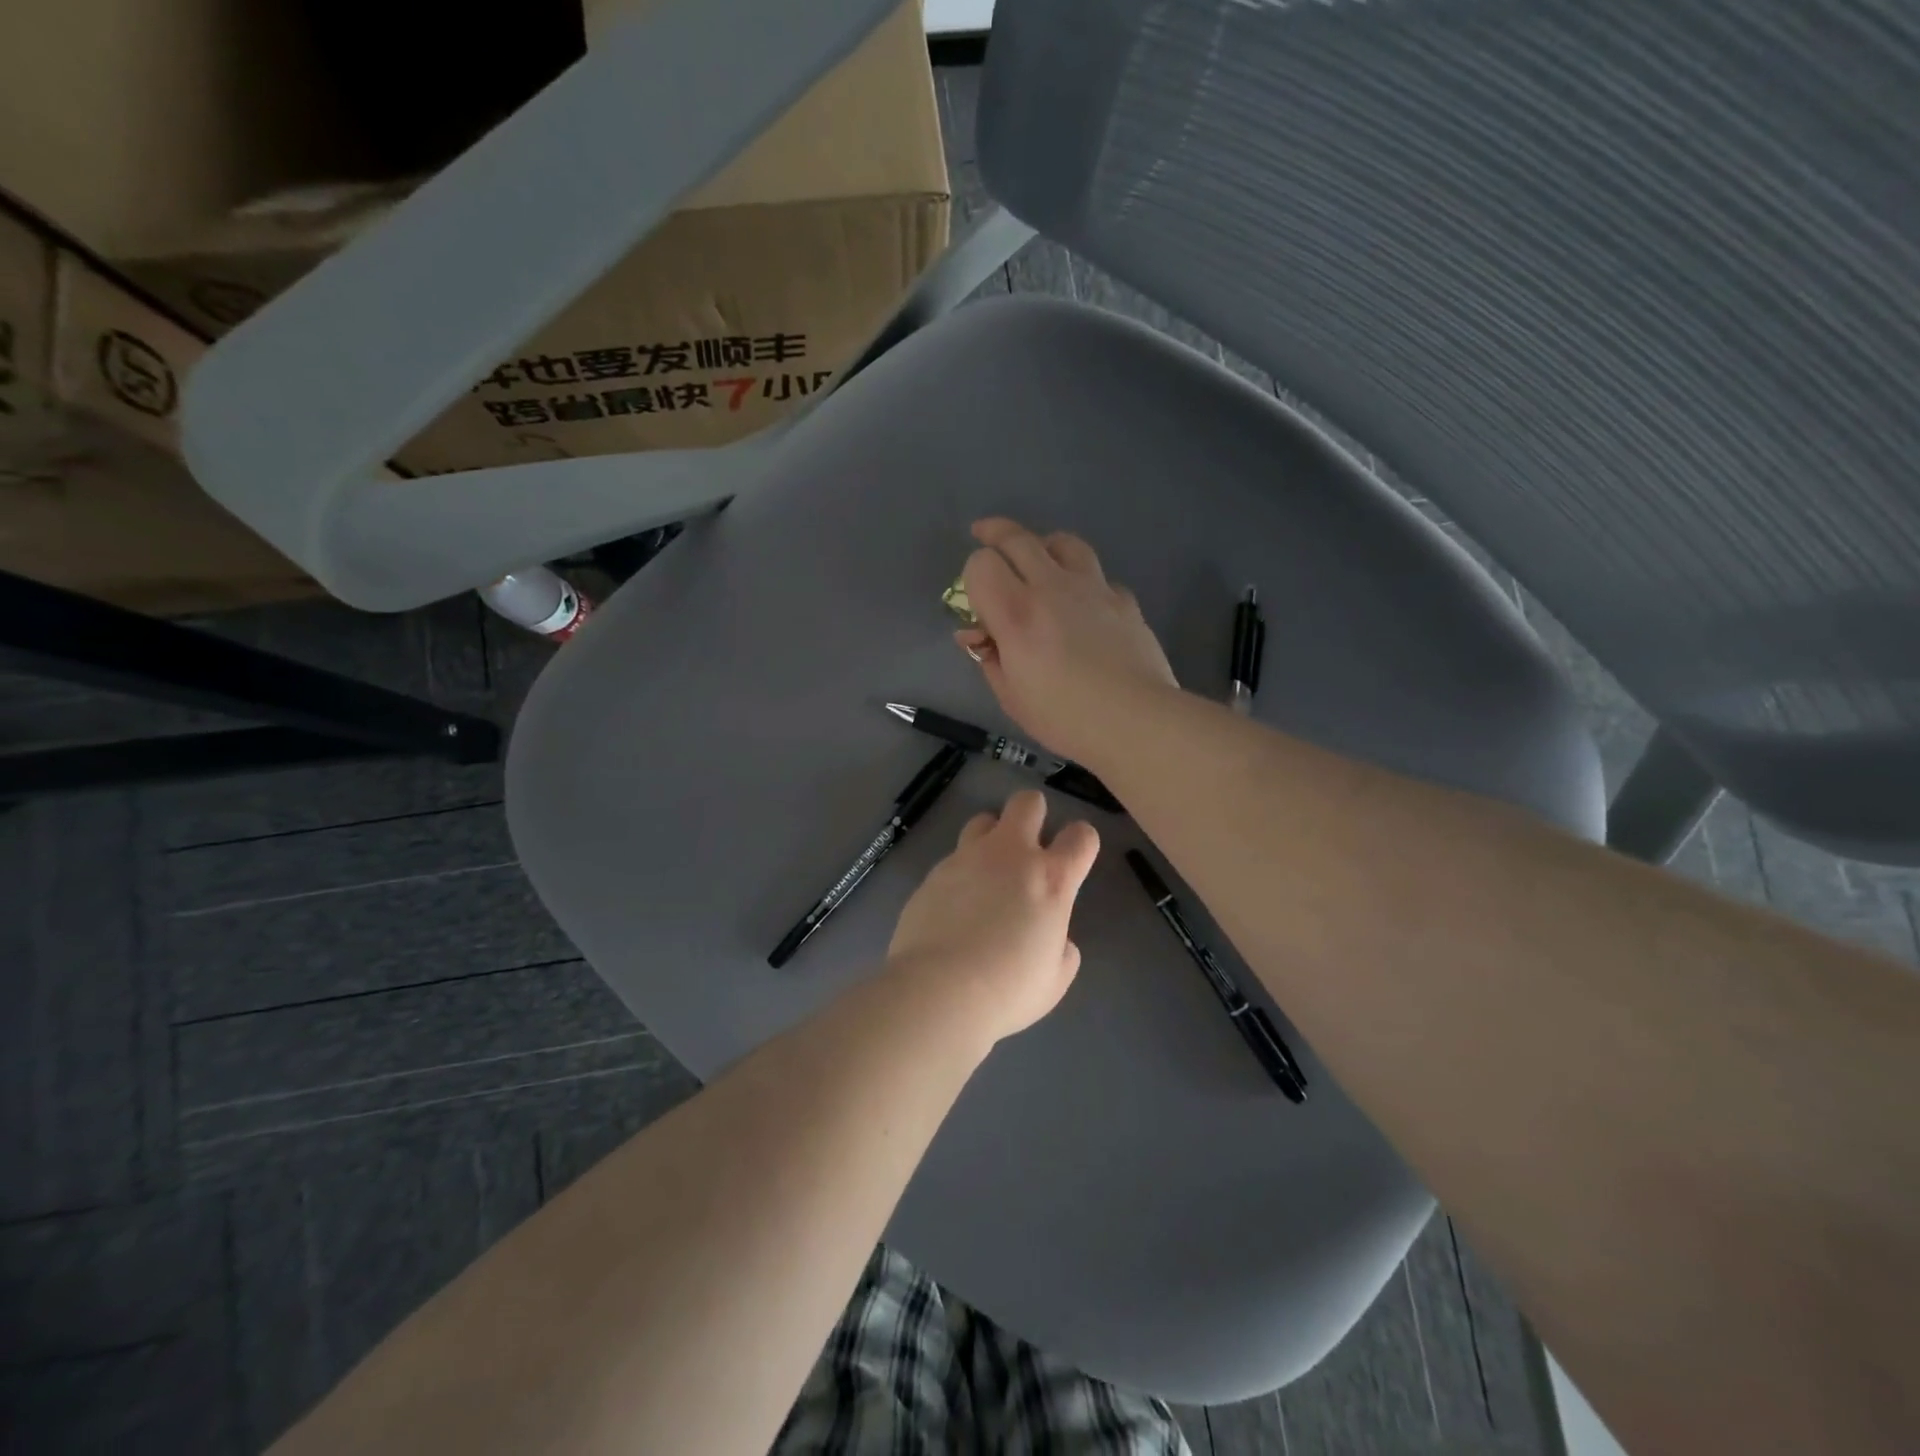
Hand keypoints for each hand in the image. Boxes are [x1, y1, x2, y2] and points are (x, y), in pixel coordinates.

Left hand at [886, 790, 1100, 1045]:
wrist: (939, 990)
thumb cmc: (1008, 989)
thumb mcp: (1055, 979)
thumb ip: (1061, 948)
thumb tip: (1053, 938)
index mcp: (1051, 879)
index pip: (1081, 836)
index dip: (1082, 842)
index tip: (1074, 859)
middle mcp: (1010, 855)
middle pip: (1027, 803)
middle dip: (1033, 814)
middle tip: (1029, 845)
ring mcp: (967, 858)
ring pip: (983, 820)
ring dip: (992, 837)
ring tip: (987, 871)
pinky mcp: (933, 872)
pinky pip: (953, 858)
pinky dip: (961, 872)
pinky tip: (954, 905)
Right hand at [957, 518, 1176, 765]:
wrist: (1136, 720)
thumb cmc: (1065, 718)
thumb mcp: (1012, 696)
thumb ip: (989, 657)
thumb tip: (976, 635)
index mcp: (1017, 613)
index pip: (981, 564)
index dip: (972, 576)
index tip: (975, 600)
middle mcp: (1053, 588)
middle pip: (1018, 538)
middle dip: (994, 532)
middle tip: (984, 535)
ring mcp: (1094, 589)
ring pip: (1064, 542)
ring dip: (1044, 545)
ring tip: (1039, 557)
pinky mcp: (1124, 600)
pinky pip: (1098, 576)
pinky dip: (1084, 582)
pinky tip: (1084, 604)